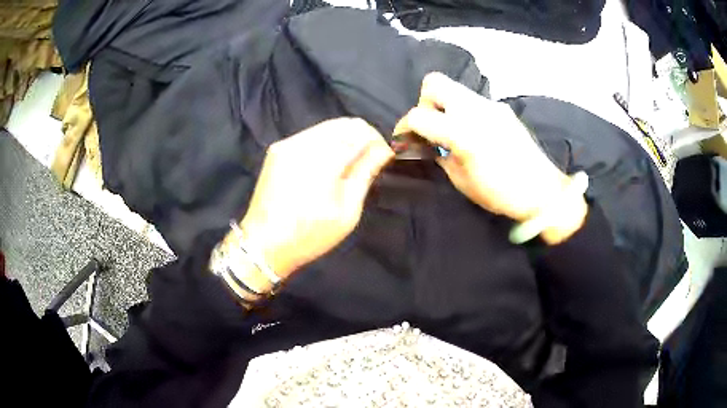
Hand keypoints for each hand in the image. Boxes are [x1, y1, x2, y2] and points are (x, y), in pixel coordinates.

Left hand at [233, 118, 393, 282]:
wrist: (263, 244)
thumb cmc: (309, 235)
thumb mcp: (347, 211)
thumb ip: (365, 173)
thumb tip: (383, 150)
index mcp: (323, 159)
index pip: (361, 130)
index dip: (377, 141)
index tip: (383, 159)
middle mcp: (304, 143)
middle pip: (344, 123)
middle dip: (362, 138)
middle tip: (368, 163)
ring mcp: (288, 143)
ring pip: (328, 126)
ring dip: (344, 140)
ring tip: (347, 166)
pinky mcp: (278, 149)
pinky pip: (311, 135)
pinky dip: (326, 143)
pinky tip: (326, 167)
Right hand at [394, 72, 586, 243]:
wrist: (542, 190)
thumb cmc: (500, 193)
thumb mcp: (461, 180)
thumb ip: (440, 155)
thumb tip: (427, 143)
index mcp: (463, 133)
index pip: (419, 115)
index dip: (405, 127)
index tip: (405, 139)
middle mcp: (475, 110)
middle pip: (435, 82)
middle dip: (425, 102)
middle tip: (431, 126)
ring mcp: (491, 105)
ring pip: (455, 89)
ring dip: (445, 105)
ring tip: (451, 130)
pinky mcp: (502, 108)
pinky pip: (473, 101)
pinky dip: (464, 111)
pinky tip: (474, 132)